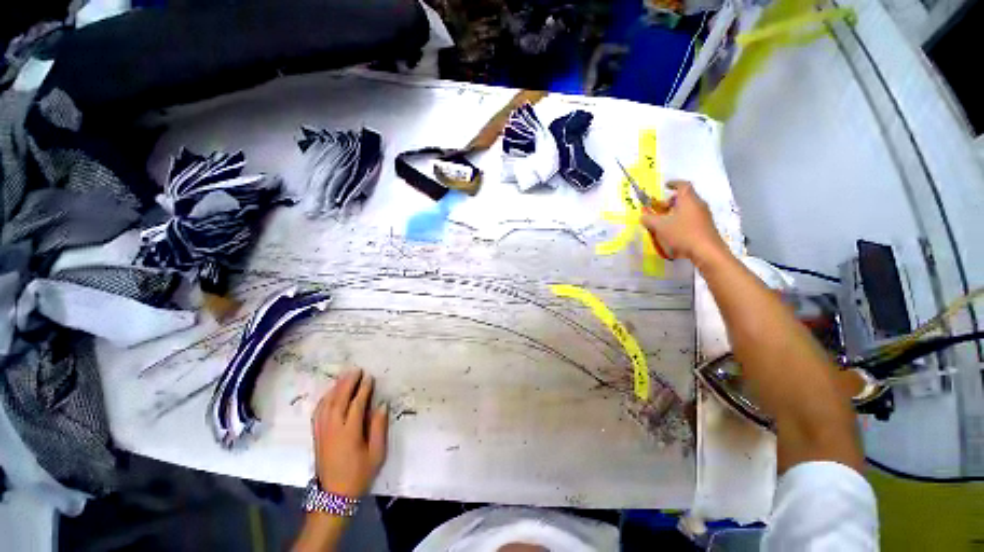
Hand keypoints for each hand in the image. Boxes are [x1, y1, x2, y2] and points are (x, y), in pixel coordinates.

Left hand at [312, 369, 387, 496]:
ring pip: (327, 404)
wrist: (333, 496)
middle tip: (356, 370)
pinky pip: (318, 412)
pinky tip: (330, 393)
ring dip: (335, 388)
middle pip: (339, 400)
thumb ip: (379, 428)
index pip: (356, 404)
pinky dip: (324, 399)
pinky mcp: (317, 436)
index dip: (363, 389)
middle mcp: (333, 429)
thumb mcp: (376, 454)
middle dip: (347, 383)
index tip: (369, 377)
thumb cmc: (359, 474)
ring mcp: (322, 432)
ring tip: (345, 376)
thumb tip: (381, 405)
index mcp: (349, 433)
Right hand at [641, 181, 726, 263]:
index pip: (683, 185)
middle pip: (685, 197)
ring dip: (676, 211)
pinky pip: (692, 217)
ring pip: (688, 208)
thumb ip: (649, 219)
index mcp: (688, 200)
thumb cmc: (683, 234)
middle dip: (671, 201)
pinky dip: (682, 219)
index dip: (674, 183)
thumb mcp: (660, 226)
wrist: (706, 251)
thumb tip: (643, 215)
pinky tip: (674, 231)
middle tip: (660, 208)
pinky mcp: (705, 226)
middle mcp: (698, 205)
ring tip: (665, 221)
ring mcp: (704, 216)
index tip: (666, 185)